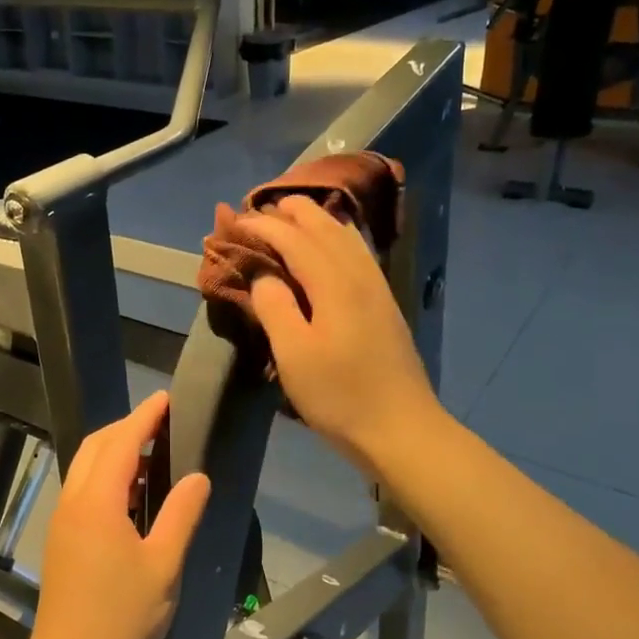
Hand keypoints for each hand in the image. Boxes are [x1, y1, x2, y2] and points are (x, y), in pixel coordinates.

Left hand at [20, 392, 210, 638]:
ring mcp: (62, 522)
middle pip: (96, 447)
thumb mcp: (163, 566)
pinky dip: (106, 476)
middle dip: (126, 427)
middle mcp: (73, 502)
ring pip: (85, 468)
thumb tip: (198, 476)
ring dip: (115, 452)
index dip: (144, 417)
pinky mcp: (61, 540)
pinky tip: (133, 495)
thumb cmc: (122, 619)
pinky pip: (83, 489)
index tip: (165, 398)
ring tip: (153, 455)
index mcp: (97, 502)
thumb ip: (181, 515)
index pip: (121, 442)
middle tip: (162, 422)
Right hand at [246, 196, 439, 475]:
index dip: (264, 227)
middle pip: (327, 228)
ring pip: (348, 238)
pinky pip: (359, 255)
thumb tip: (264, 276)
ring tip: (294, 217)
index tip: (235, 222)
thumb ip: (275, 308)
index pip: (294, 239)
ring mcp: (378, 290)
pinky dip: (338, 239)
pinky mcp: (386, 306)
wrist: (402, 430)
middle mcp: (360, 276)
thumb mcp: (294, 355)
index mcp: (334, 284)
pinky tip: (332, 249)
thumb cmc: (340, 396)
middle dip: (294, 212)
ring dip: (318, 221)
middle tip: (263, 208)